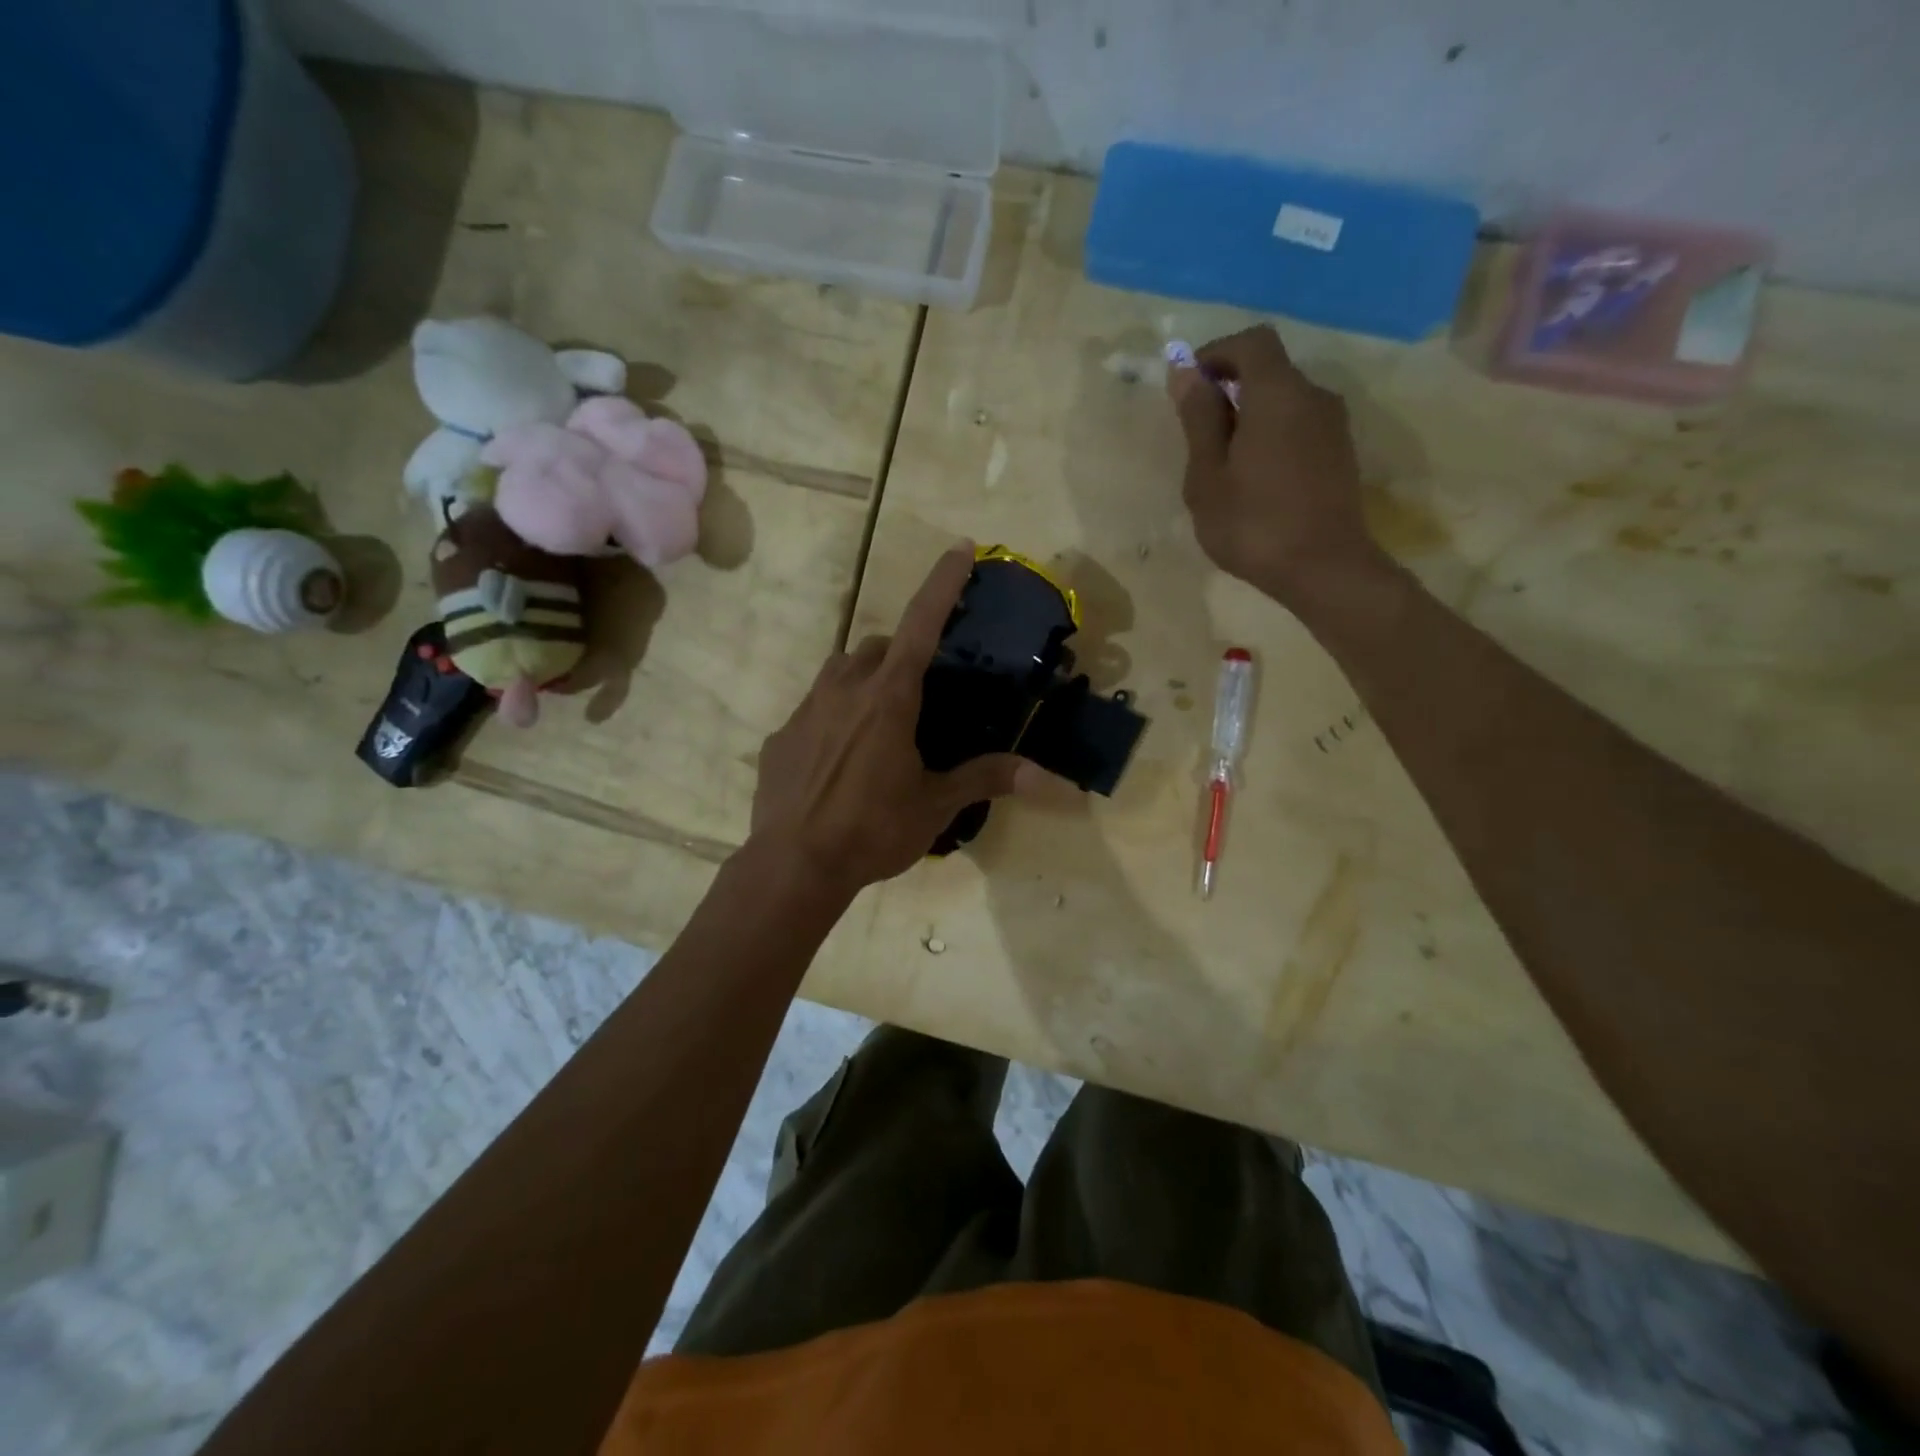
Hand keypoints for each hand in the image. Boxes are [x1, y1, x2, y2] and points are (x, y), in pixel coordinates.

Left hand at [749, 546, 1032, 899]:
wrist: (794, 864)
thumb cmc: (872, 830)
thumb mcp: (935, 806)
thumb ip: (985, 779)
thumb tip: (1045, 776)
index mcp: (888, 698)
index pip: (922, 624)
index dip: (943, 584)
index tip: (959, 548)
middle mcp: (844, 689)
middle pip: (877, 649)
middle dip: (900, 655)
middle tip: (919, 693)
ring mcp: (806, 709)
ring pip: (840, 671)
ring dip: (864, 680)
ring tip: (879, 720)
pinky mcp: (781, 736)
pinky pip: (813, 710)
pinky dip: (833, 718)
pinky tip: (839, 760)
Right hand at [1167, 325, 1386, 605]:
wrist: (1324, 569)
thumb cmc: (1253, 524)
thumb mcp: (1207, 476)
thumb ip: (1199, 419)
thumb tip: (1185, 373)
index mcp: (1278, 393)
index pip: (1250, 342)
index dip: (1216, 353)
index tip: (1188, 386)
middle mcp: (1313, 396)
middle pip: (1269, 370)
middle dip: (1229, 389)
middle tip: (1198, 436)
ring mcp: (1333, 425)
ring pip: (1284, 401)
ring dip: (1250, 416)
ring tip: (1223, 465)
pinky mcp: (1340, 453)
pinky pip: (1299, 426)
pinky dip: (1271, 435)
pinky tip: (1254, 480)